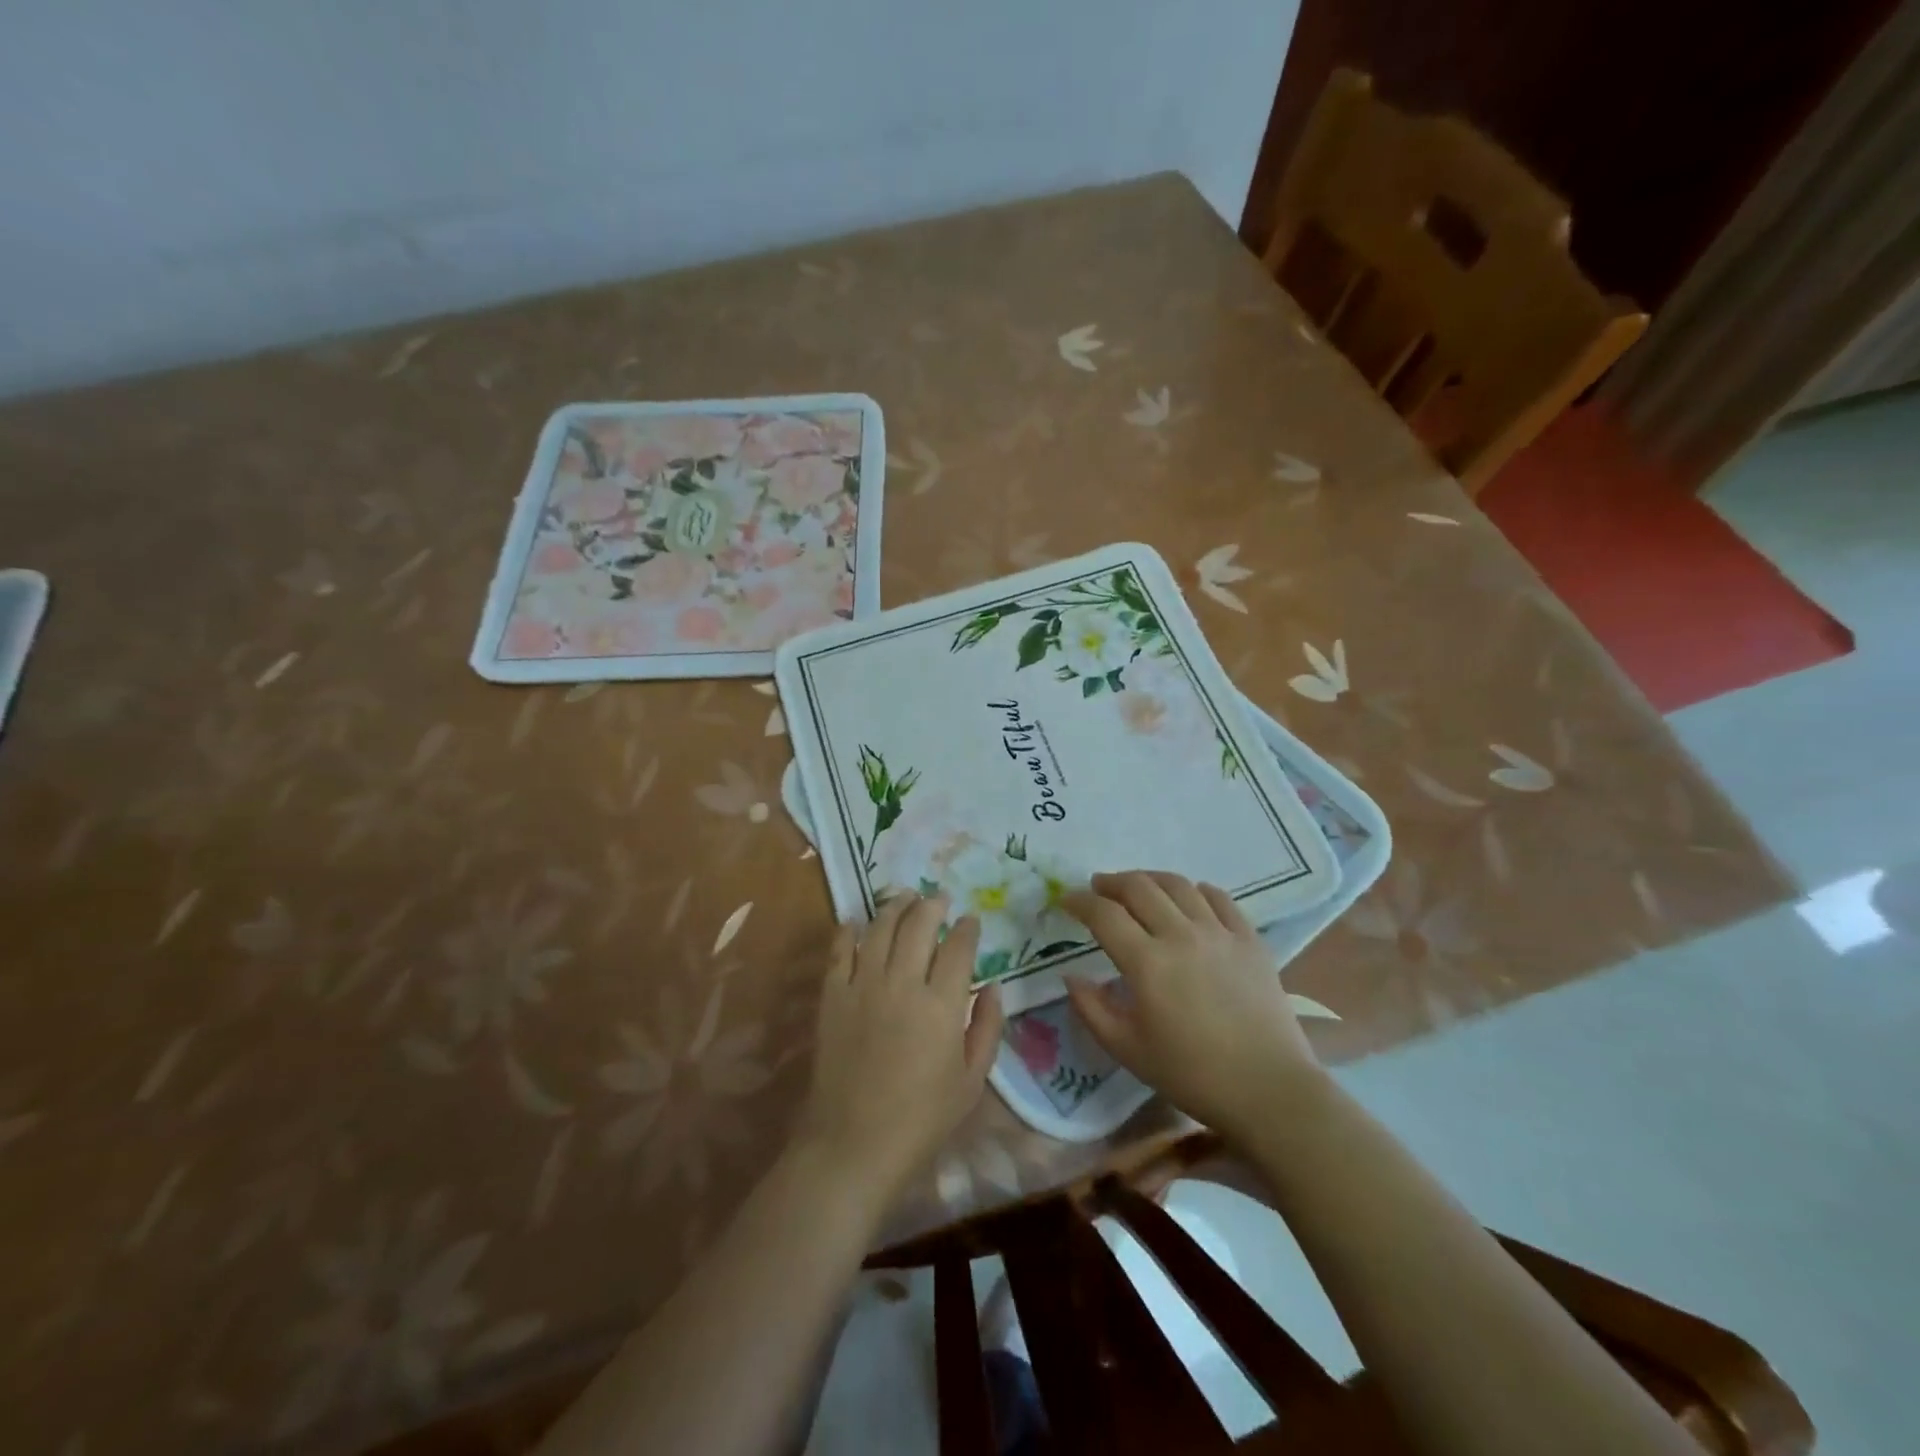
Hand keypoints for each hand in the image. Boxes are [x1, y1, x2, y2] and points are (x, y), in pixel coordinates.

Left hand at [795, 893, 1004, 1213]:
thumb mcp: (972, 1081)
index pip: (958, 947)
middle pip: (919, 924)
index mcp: (942, 1004)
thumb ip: (988, 1028)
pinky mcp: (832, 995)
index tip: (970, 920)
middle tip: (938, 898)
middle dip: (932, 904)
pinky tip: (857, 922)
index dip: (967, 927)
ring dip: (895, 905)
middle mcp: (903, 982)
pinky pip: (840, 950)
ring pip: (880, 927)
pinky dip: (850, 930)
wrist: (853, 1144)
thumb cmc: (921, 1119)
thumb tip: (993, 986)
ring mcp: (863, 985)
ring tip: (904, 896)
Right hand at [1064, 870, 1323, 1136]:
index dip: (1079, 901)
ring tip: (1138, 888)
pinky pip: (1219, 898)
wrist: (1269, 1089)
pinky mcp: (1250, 939)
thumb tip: (1072, 976)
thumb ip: (1091, 1009)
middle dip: (1111, 882)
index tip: (1067, 901)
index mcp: (1147, 963)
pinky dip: (1196, 890)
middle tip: (1098, 888)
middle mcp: (1181, 935)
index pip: (1104, 914)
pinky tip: (1189, 898)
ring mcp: (1219, 933)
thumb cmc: (1192, 1075)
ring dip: (1150, 879)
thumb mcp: (1127, 1050)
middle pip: (1139, 887)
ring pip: (1178, 885)